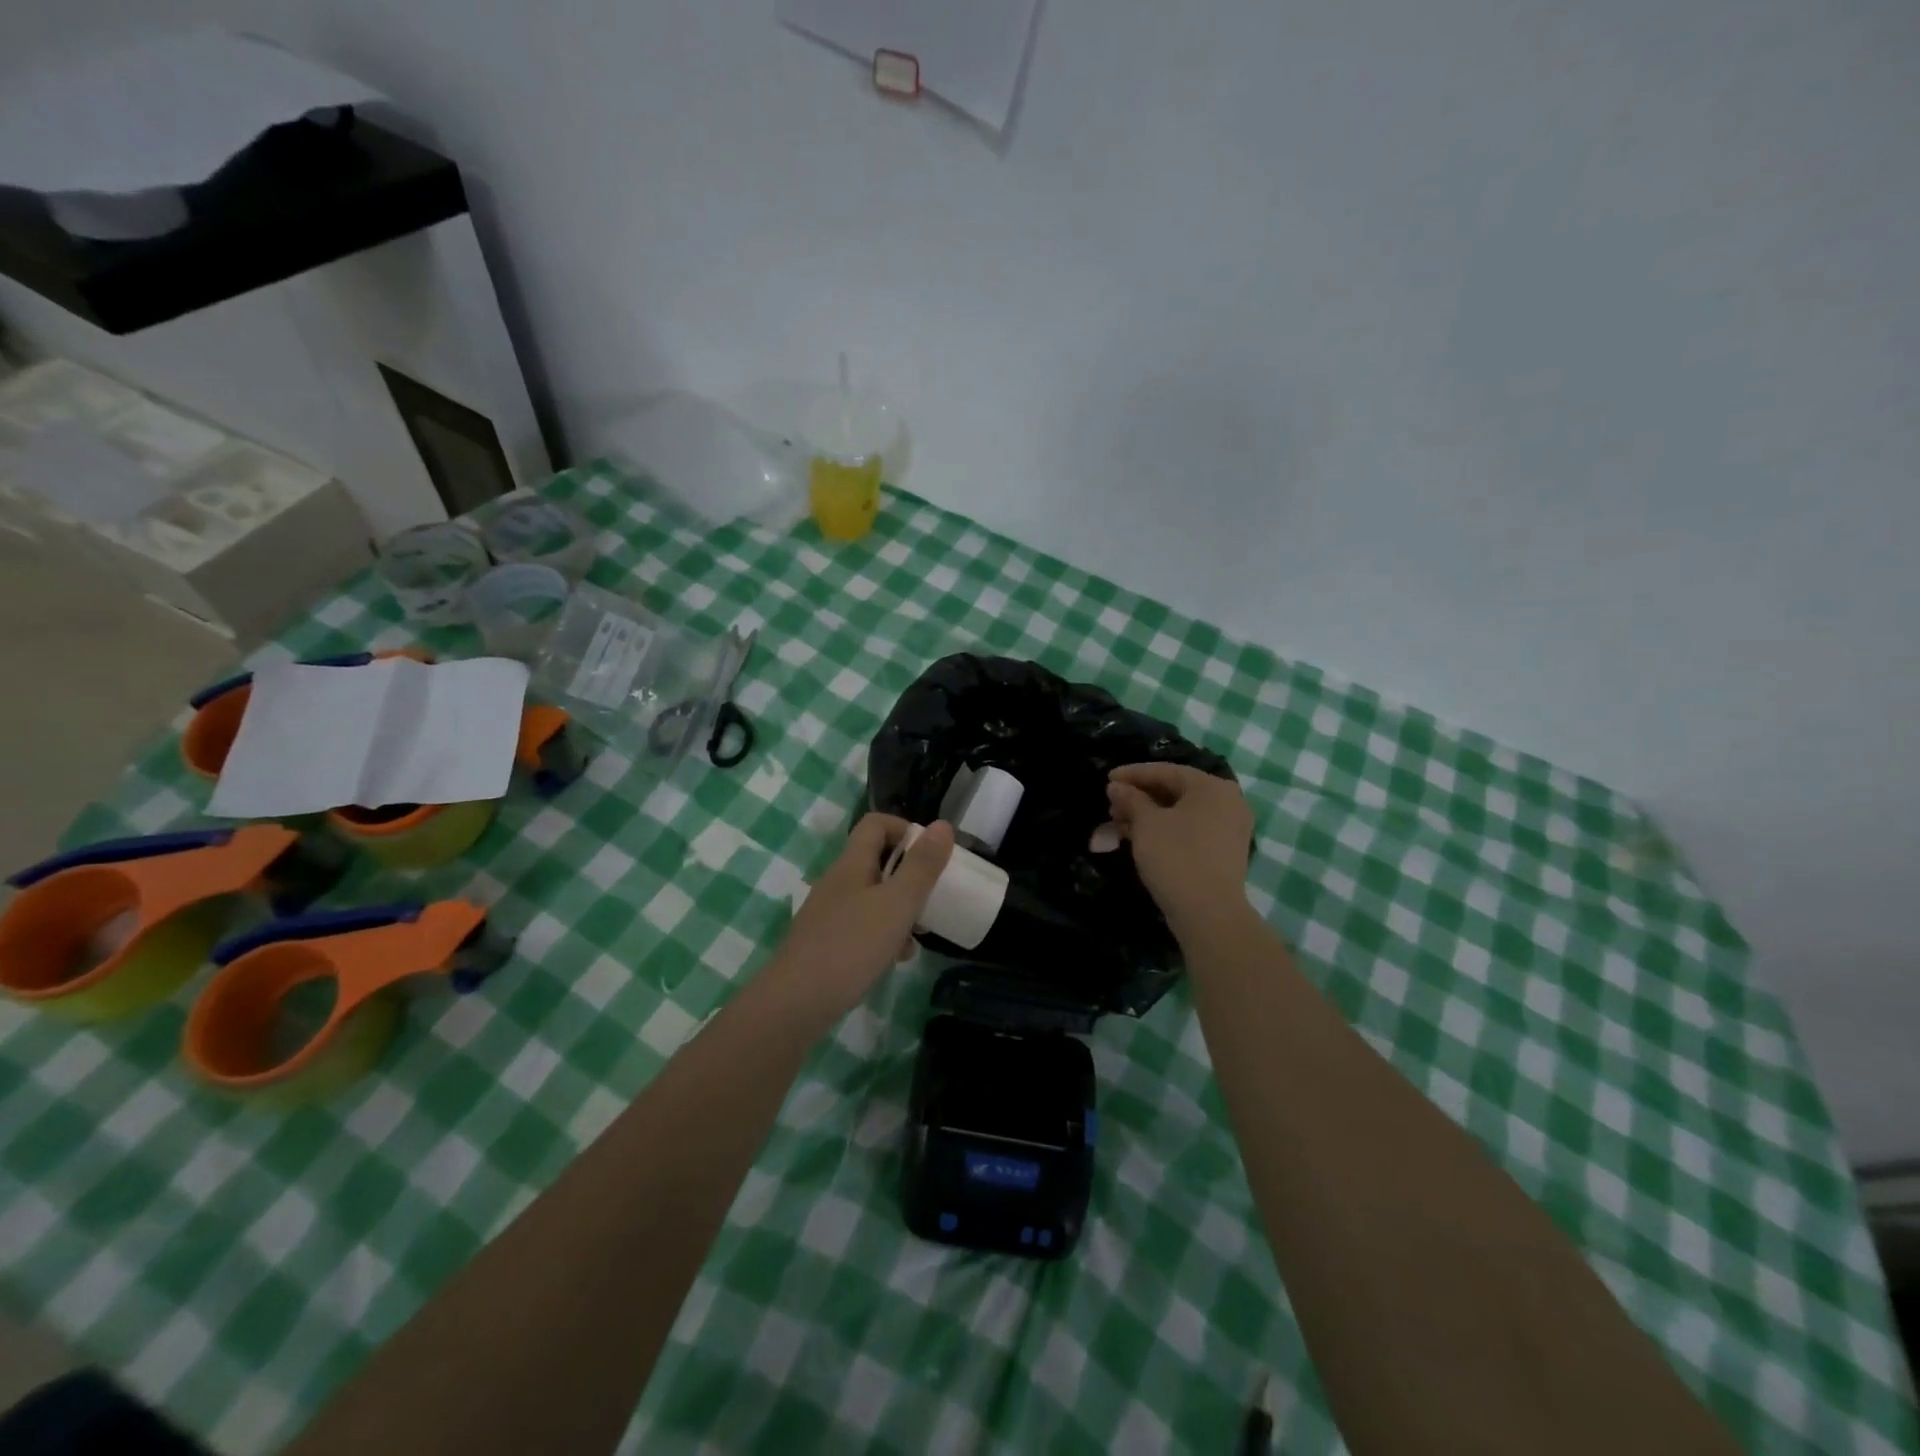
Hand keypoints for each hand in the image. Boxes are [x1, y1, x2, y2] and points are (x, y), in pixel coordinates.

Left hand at [766, 814, 954, 1018]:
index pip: (876, 824)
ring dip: (899, 908)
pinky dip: (884, 935)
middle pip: (877, 861)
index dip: (905, 830)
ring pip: (873, 897)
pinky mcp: (826, 943)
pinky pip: (862, 926)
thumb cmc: (851, 946)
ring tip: (919, 933)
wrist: (795, 1004)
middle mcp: (837, 882)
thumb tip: (942, 825)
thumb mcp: (897, 904)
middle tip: (932, 896)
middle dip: (909, 875)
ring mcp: (829, 914)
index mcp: (851, 864)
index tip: (931, 855)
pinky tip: (896, 958)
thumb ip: (922, 866)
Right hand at [1107, 763, 1253, 929]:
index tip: (1107, 778)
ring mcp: (1229, 829)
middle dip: (1138, 797)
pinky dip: (1164, 830)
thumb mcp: (1146, 824)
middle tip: (1110, 805)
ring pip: (1180, 813)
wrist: (1209, 913)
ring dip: (1147, 816)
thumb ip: (1130, 799)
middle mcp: (1227, 802)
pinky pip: (1189, 830)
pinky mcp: (1224, 852)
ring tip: (1117, 824)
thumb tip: (1116, 786)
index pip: (1166, 771)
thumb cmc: (1176, 857)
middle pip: (1174, 791)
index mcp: (1212, 787)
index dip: (1133, 774)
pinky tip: (1138, 838)